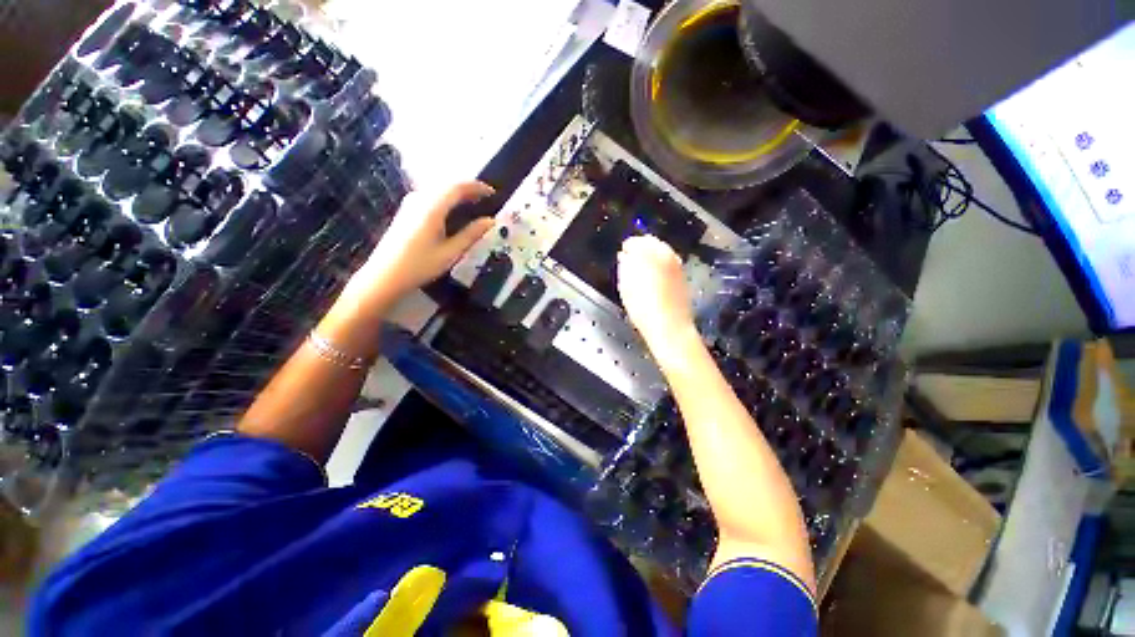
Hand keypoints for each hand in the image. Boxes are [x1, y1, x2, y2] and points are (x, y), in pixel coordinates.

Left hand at [344, 181, 495, 311]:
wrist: (384, 275)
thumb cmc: (420, 265)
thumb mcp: (450, 252)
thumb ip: (471, 234)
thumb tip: (491, 221)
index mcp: (432, 207)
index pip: (458, 187)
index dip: (477, 187)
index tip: (493, 193)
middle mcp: (420, 199)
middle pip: (448, 185)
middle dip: (468, 189)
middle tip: (486, 199)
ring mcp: (411, 203)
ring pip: (439, 190)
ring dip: (457, 193)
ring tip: (474, 204)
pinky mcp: (407, 211)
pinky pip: (431, 196)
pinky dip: (447, 199)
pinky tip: (454, 212)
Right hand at [617, 235, 695, 347]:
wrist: (669, 325)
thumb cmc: (643, 307)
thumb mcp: (625, 286)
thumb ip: (624, 266)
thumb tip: (625, 256)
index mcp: (648, 253)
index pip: (634, 242)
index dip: (627, 248)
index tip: (622, 255)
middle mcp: (665, 254)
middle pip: (651, 242)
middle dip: (640, 248)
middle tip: (631, 260)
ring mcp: (676, 264)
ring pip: (662, 251)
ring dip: (651, 255)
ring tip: (641, 269)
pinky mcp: (682, 275)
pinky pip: (669, 262)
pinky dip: (661, 264)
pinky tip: (654, 277)